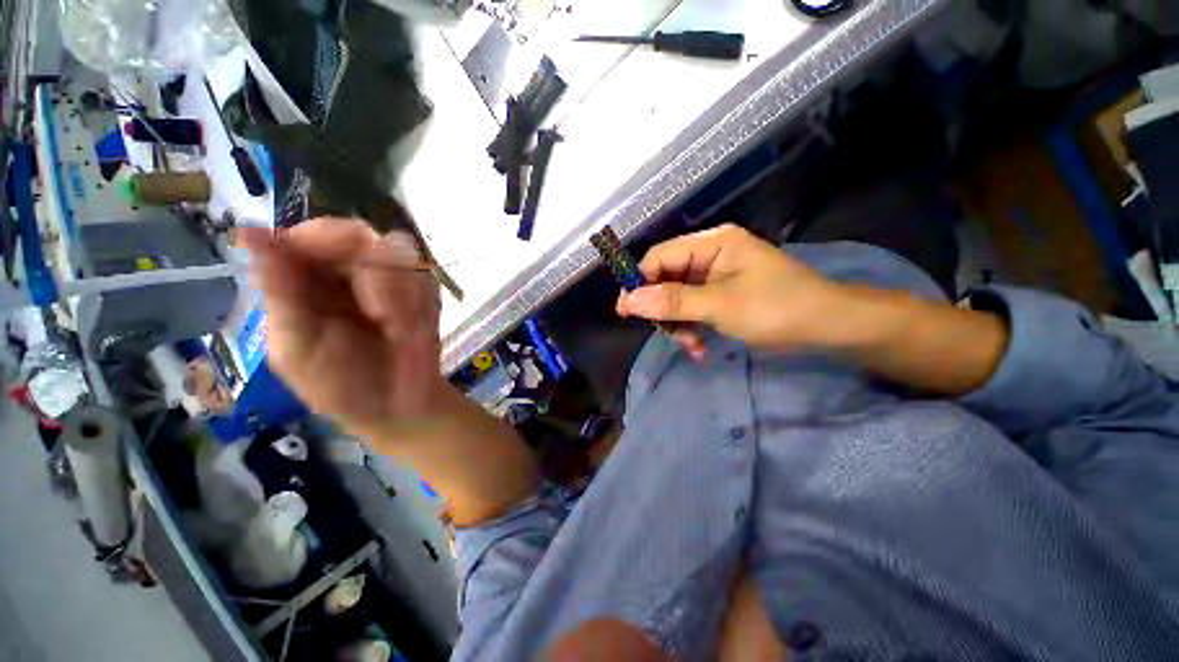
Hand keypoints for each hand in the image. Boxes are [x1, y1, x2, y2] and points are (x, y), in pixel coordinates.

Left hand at [239, 218, 445, 433]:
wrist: (399, 407)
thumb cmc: (341, 386)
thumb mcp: (299, 350)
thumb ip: (282, 295)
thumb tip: (248, 232)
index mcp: (303, 280)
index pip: (311, 234)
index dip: (325, 240)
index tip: (344, 267)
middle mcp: (345, 270)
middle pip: (361, 236)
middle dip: (378, 278)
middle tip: (383, 318)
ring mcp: (390, 277)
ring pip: (401, 254)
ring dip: (404, 297)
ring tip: (399, 333)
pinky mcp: (424, 290)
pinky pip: (427, 278)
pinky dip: (423, 304)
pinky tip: (415, 331)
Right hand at [616, 224, 843, 356]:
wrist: (828, 328)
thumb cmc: (776, 309)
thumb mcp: (719, 305)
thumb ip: (672, 302)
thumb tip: (628, 300)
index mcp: (711, 243)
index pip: (660, 257)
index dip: (640, 282)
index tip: (625, 311)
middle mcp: (710, 254)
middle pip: (666, 278)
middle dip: (664, 309)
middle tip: (664, 334)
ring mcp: (716, 275)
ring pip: (677, 297)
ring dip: (678, 323)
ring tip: (690, 345)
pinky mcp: (722, 294)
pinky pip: (694, 308)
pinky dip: (692, 327)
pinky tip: (699, 347)